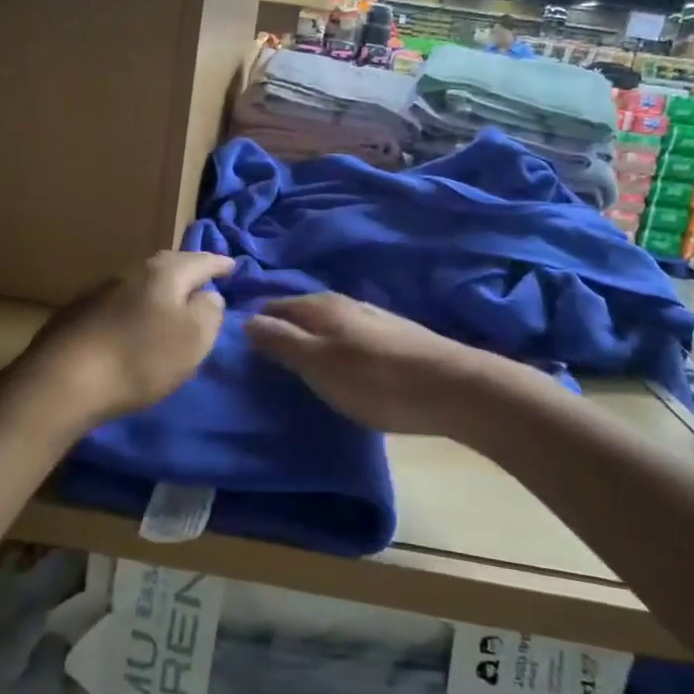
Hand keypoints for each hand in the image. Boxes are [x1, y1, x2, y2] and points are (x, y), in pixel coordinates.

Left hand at [19, 252, 232, 428]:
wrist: (63, 380)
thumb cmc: (140, 358)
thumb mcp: (193, 338)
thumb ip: (209, 311)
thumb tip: (208, 294)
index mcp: (163, 273)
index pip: (200, 260)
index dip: (219, 264)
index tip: (234, 266)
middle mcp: (130, 272)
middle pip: (166, 265)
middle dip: (187, 271)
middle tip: (203, 280)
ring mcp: (99, 291)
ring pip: (140, 283)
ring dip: (158, 291)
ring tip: (171, 303)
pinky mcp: (77, 314)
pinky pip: (118, 303)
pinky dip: (134, 308)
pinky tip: (132, 324)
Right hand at [245, 294, 492, 435]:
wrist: (453, 389)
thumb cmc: (375, 380)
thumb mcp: (318, 364)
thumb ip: (281, 341)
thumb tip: (245, 320)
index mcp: (321, 306)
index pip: (275, 306)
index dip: (256, 323)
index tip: (240, 348)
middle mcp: (345, 303)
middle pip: (301, 312)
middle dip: (281, 329)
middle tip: (263, 360)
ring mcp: (373, 318)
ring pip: (327, 323)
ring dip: (309, 338)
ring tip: (297, 365)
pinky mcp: (394, 337)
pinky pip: (349, 336)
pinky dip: (334, 347)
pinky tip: (339, 365)